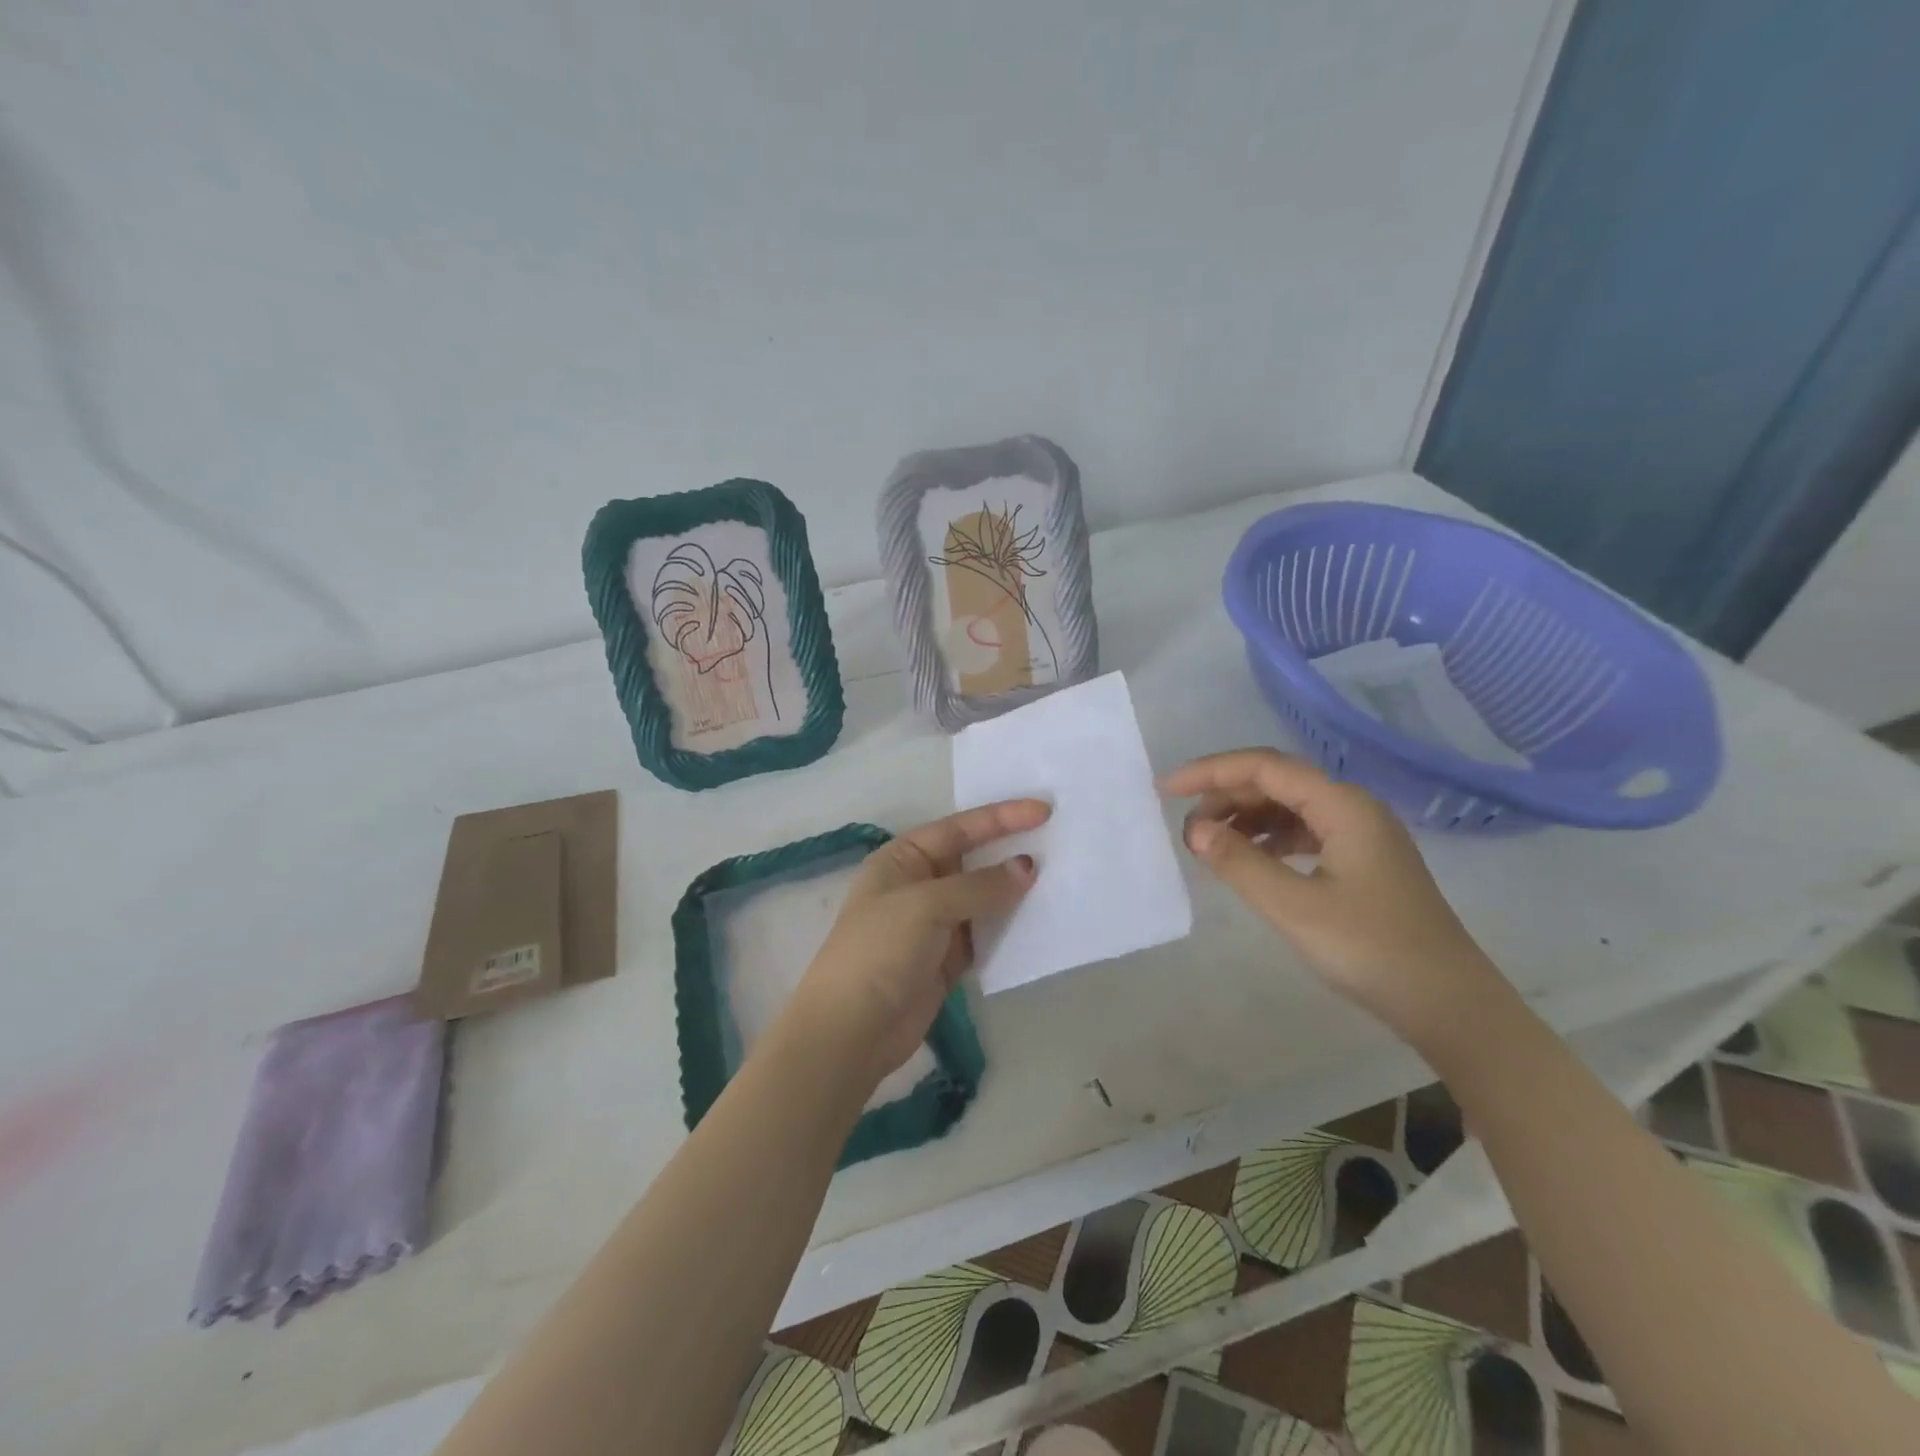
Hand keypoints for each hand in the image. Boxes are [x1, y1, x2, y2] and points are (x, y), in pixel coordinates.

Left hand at [786, 799, 1048, 1088]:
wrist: (852, 1030)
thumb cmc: (880, 951)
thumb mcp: (926, 906)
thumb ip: (979, 886)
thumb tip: (1027, 867)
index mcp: (903, 859)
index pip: (959, 829)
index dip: (1001, 818)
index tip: (1044, 811)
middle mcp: (919, 884)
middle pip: (973, 860)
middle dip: (1011, 850)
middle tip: (1060, 841)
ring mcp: (935, 924)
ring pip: (984, 898)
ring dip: (1015, 891)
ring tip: (1061, 877)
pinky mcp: (948, 959)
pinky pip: (987, 933)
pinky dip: (1011, 927)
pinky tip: (1041, 919)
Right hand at [1160, 748, 1498, 1035]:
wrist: (1450, 1005)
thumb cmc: (1372, 950)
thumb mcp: (1294, 907)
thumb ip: (1240, 862)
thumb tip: (1194, 829)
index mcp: (1343, 806)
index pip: (1265, 767)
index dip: (1211, 772)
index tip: (1167, 790)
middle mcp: (1353, 808)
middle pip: (1277, 782)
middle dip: (1226, 795)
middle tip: (1187, 827)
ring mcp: (1362, 834)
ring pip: (1290, 807)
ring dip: (1245, 817)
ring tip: (1210, 844)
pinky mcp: (1363, 861)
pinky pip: (1304, 831)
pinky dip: (1269, 838)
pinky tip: (1250, 859)